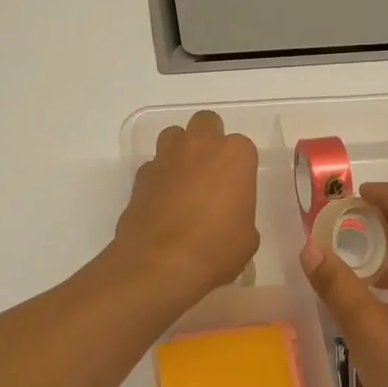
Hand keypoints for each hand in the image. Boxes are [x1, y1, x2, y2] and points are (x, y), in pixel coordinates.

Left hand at [112, 110, 259, 309]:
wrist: (161, 263)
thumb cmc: (216, 249)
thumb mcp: (247, 238)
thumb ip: (240, 216)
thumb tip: (229, 221)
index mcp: (235, 155)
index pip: (243, 147)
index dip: (240, 167)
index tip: (238, 189)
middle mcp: (200, 146)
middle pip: (205, 123)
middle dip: (209, 140)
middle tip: (212, 172)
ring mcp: (166, 158)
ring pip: (174, 136)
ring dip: (180, 150)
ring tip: (184, 180)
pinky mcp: (140, 176)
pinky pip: (153, 166)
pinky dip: (159, 178)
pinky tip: (162, 202)